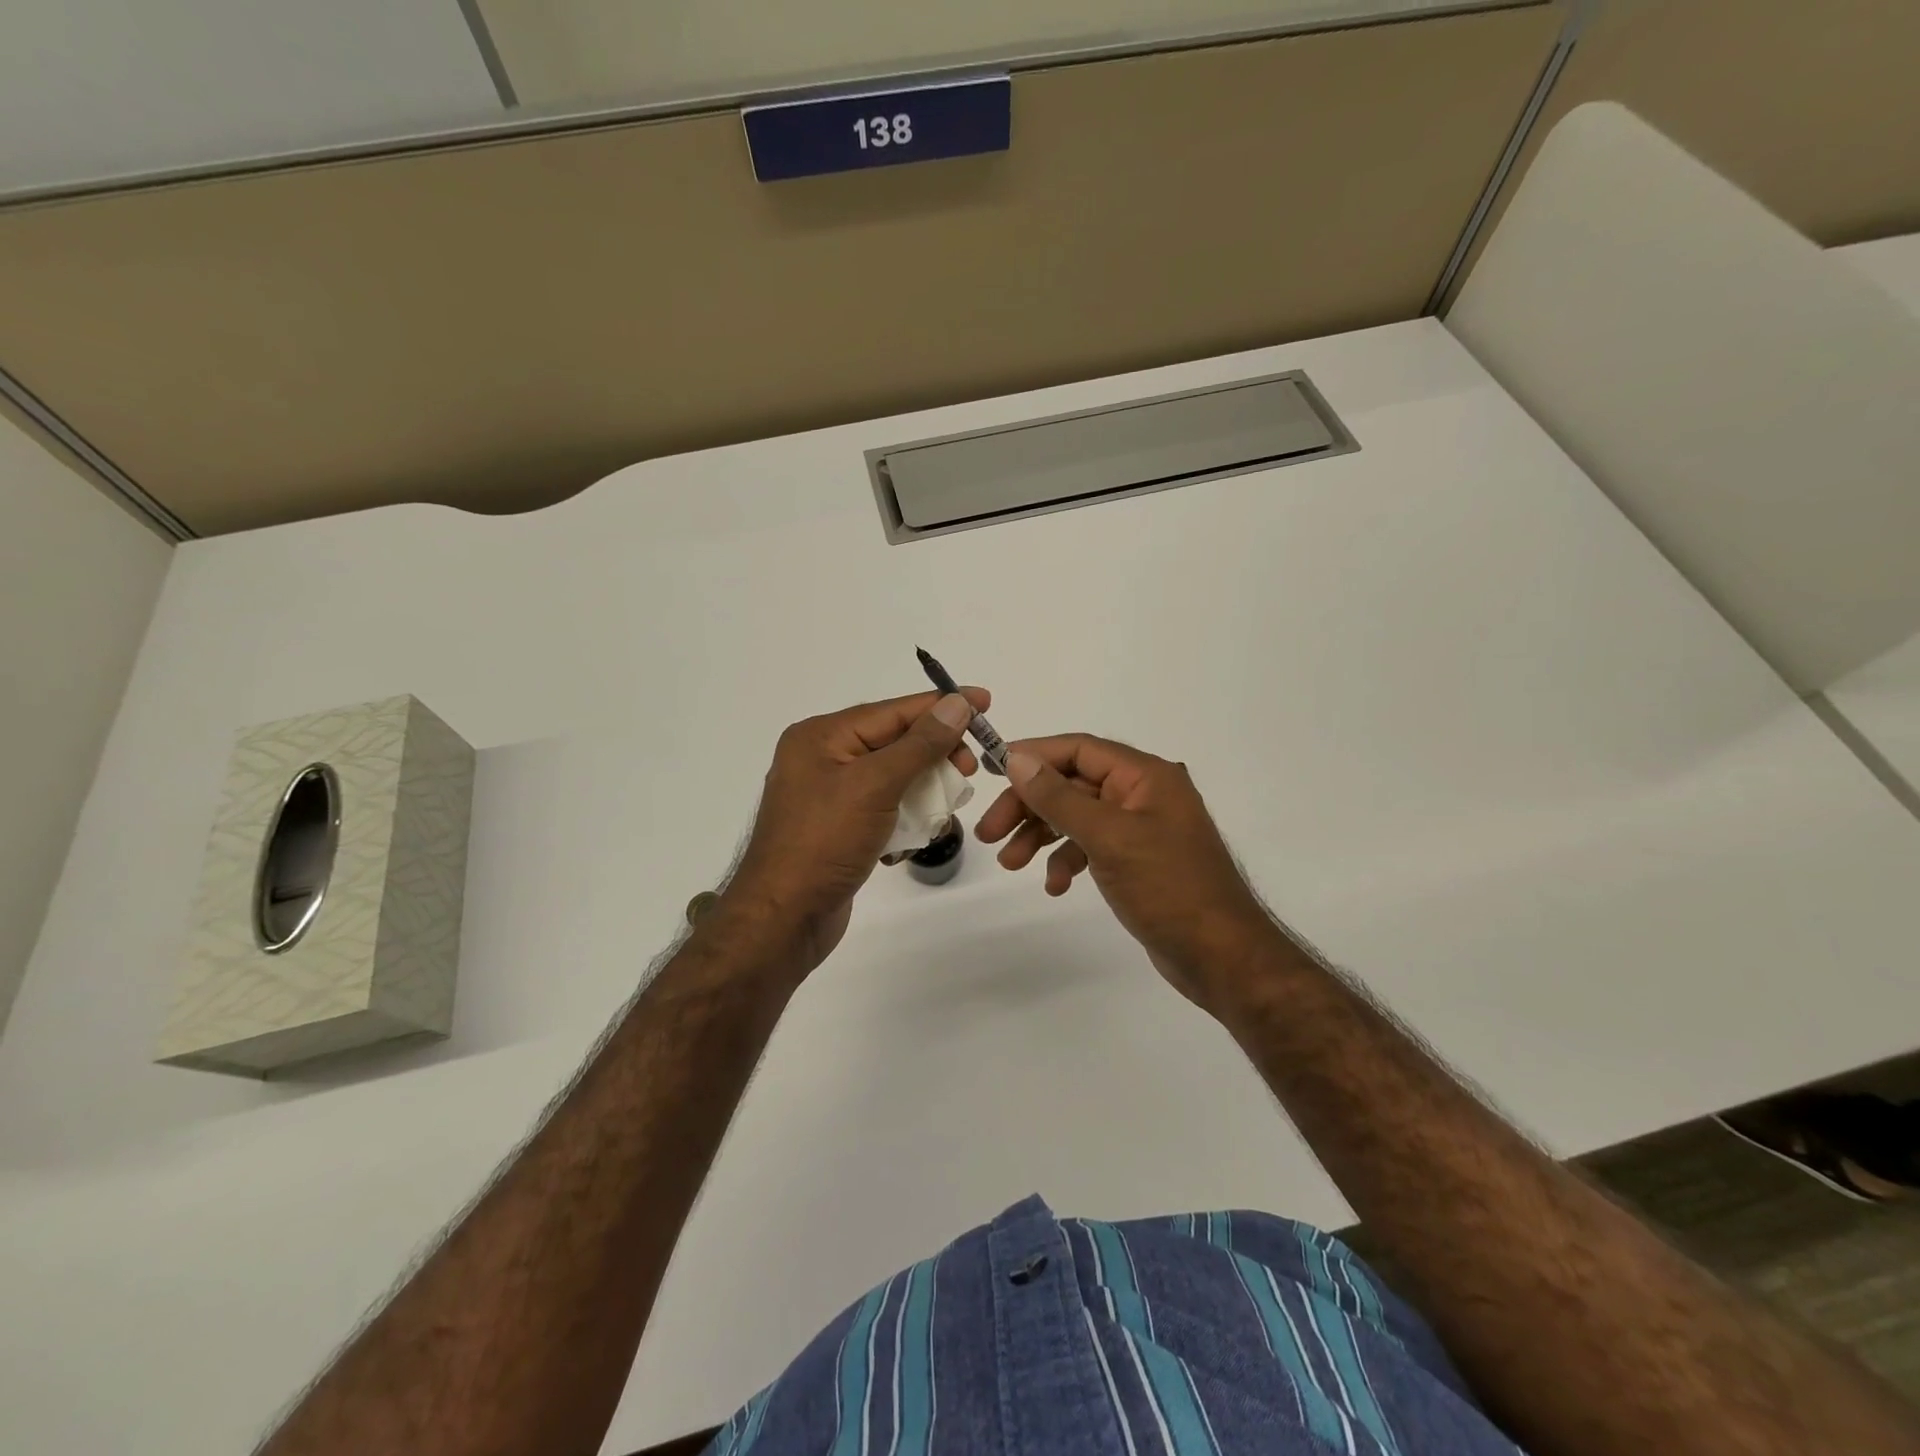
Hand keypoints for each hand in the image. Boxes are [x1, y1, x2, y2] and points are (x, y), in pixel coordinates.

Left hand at [722, 689, 987, 972]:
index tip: (985, 702)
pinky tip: (915, 837)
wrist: (783, 920)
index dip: (942, 706)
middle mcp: (823, 758)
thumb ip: (920, 743)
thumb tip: (957, 703)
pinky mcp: (839, 828)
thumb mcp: (875, 785)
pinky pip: (884, 808)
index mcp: (822, 736)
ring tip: (945, 809)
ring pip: (894, 777)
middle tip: (968, 771)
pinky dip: (904, 818)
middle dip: (935, 755)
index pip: (893, 710)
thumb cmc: (825, 843)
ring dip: (924, 791)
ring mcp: (830, 795)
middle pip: (895, 742)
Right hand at [975, 735, 1274, 1011]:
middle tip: (989, 833)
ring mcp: (1140, 827)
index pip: (1079, 749)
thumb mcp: (1108, 838)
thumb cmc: (1168, 888)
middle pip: (1072, 784)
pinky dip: (1067, 859)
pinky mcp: (1136, 859)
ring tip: (1010, 864)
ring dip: (1040, 836)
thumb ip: (1060, 797)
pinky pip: (1090, 846)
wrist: (1220, 956)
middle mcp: (1143, 793)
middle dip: (1029, 806)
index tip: (992, 771)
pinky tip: (1055, 885)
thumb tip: (1017, 759)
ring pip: (1076, 817)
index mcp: (1145, 776)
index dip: (1034, 756)